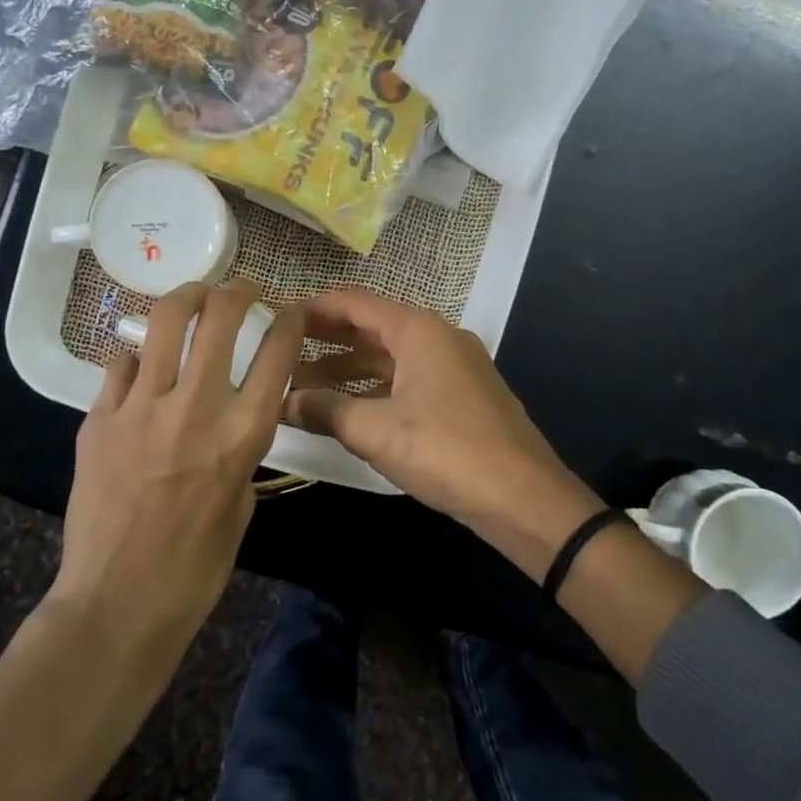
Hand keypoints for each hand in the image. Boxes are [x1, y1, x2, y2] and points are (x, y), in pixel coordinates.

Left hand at [55, 280, 304, 636]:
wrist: (117, 602)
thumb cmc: (195, 567)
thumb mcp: (242, 503)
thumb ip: (241, 450)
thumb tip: (232, 416)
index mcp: (242, 435)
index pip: (277, 354)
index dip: (289, 321)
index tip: (290, 309)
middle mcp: (195, 408)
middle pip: (220, 318)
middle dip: (236, 290)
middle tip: (240, 288)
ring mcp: (140, 409)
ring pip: (163, 323)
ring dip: (185, 298)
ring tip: (193, 296)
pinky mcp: (98, 420)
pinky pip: (119, 366)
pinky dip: (136, 361)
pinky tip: (139, 372)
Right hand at [284, 289, 601, 575]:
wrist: (524, 497)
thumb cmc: (446, 451)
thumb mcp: (376, 431)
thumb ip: (325, 410)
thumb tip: (284, 402)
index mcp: (418, 330)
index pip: (355, 303)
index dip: (313, 308)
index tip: (276, 317)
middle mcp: (437, 338)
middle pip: (371, 328)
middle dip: (326, 340)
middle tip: (281, 351)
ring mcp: (454, 367)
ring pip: (389, 358)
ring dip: (348, 370)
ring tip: (303, 386)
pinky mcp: (461, 397)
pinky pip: (407, 380)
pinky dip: (374, 389)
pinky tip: (348, 409)